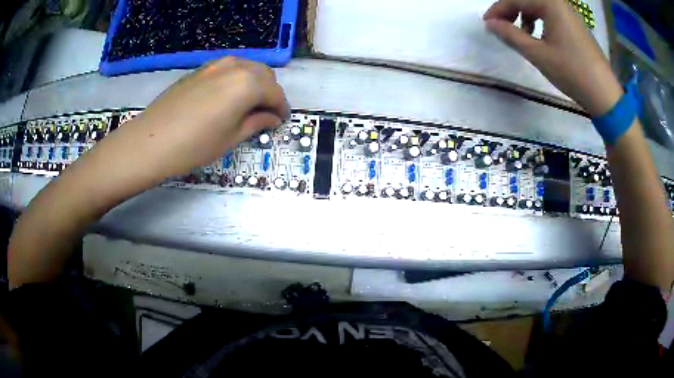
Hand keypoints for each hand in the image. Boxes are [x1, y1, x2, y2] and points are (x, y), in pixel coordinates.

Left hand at [126, 57, 288, 176]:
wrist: (151, 141)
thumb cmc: (195, 145)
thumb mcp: (231, 138)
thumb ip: (257, 122)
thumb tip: (272, 117)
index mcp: (248, 83)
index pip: (275, 93)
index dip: (281, 108)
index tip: (281, 121)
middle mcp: (235, 67)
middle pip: (264, 74)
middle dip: (270, 93)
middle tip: (265, 114)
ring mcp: (215, 65)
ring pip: (246, 68)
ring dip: (254, 83)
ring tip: (247, 105)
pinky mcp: (200, 69)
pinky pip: (228, 69)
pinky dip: (236, 79)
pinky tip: (227, 97)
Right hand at [483, 0, 622, 115]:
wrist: (605, 95)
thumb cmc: (572, 72)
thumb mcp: (538, 54)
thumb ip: (511, 35)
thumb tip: (490, 24)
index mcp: (550, 3)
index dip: (498, 10)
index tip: (487, 24)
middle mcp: (560, 3)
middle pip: (527, 0)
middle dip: (511, 12)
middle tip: (501, 28)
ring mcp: (570, 14)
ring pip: (539, 7)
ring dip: (525, 16)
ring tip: (522, 35)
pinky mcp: (576, 25)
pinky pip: (551, 15)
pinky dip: (540, 22)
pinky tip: (540, 38)